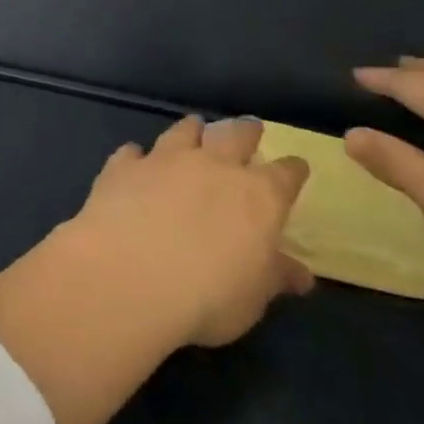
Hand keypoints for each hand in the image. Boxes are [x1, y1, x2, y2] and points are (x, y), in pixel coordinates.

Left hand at [72, 115, 313, 348]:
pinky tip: (135, 157)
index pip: (285, 175)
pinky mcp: (123, 166)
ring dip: (192, 130)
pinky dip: (137, 155)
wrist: (128, 274)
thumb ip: (274, 276)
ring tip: (195, 126)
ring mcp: (164, 160)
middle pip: (234, 136)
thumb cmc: (207, 295)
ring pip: (183, 132)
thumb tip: (300, 274)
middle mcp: (213, 166)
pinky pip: (132, 152)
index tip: (296, 166)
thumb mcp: (253, 296)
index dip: (293, 170)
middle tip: (249, 127)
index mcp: (257, 196)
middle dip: (245, 131)